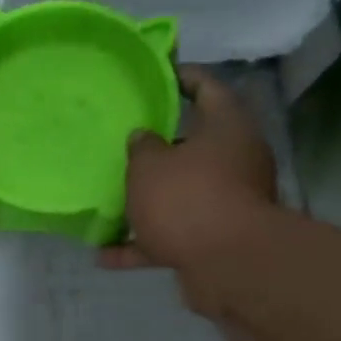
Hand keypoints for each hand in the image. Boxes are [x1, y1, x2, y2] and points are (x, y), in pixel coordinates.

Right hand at [100, 65, 279, 276]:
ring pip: (182, 193)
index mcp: (227, 127)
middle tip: (125, 142)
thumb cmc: (188, 197)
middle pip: (195, 145)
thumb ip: (141, 147)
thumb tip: (144, 138)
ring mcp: (228, 201)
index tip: (155, 76)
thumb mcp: (149, 165)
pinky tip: (105, 255)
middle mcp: (235, 160)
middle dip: (159, 148)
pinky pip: (172, 235)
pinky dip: (143, 244)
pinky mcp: (215, 239)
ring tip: (111, 201)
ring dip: (148, 200)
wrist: (227, 263)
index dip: (181, 78)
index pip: (207, 88)